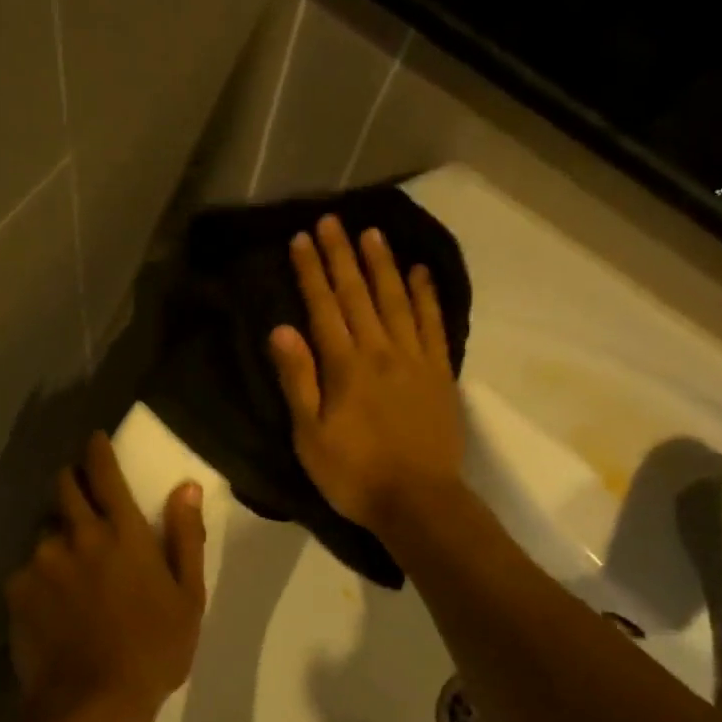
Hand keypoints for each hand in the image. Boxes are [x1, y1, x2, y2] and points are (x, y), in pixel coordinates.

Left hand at [5, 433, 206, 721]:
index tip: (94, 440)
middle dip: (72, 482)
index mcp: (122, 532)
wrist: (91, 703)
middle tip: (82, 501)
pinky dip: (40, 576)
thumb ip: (186, 537)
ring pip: (45, 530)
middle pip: (63, 486)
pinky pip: (27, 568)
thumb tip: (186, 487)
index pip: (104, 471)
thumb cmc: (154, 650)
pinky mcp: (15, 588)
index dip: (97, 449)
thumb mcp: (188, 597)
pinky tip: (52, 605)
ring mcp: (40, 560)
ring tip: (69, 569)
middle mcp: (77, 534)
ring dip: (58, 537)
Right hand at [269, 215, 463, 534]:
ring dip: (382, 265)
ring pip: (397, 300)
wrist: (418, 501)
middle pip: (359, 294)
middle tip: (332, 220)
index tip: (301, 238)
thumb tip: (281, 329)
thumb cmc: (354, 475)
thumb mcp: (310, 436)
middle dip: (342, 255)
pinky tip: (420, 272)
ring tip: (372, 232)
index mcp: (345, 367)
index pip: (323, 308)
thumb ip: (299, 380)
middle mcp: (381, 351)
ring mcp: (415, 359)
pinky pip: (433, 324)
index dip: (311, 271)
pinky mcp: (440, 373)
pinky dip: (426, 295)